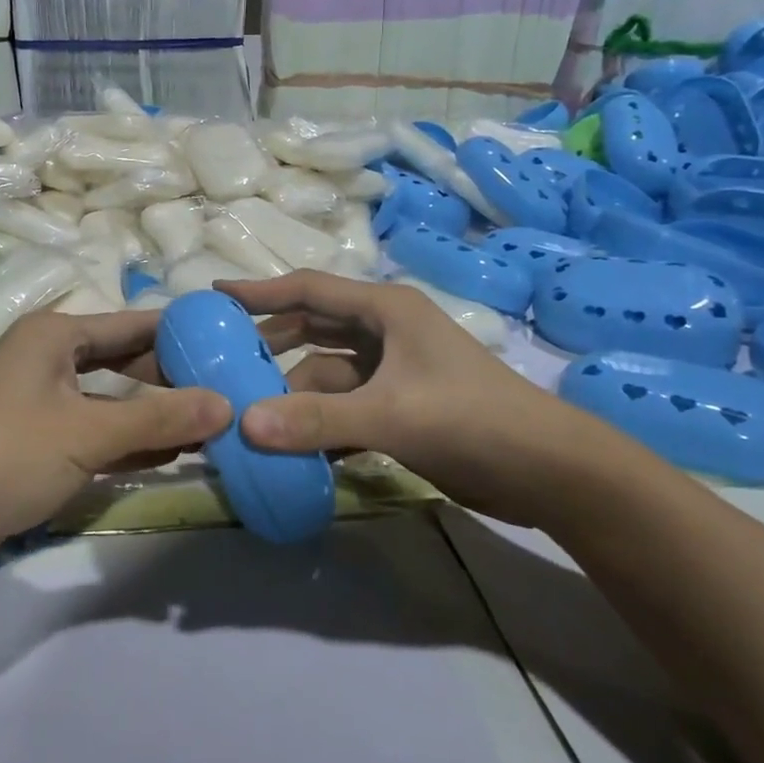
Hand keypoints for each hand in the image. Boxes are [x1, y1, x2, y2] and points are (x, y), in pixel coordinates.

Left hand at [0, 310, 230, 574]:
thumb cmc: (4, 455)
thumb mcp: (87, 433)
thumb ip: (159, 419)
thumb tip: (228, 404)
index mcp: (55, 335)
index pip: (134, 324)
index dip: (182, 332)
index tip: (230, 342)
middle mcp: (48, 359)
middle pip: (125, 361)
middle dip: (173, 379)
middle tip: (230, 391)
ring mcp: (42, 402)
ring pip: (113, 401)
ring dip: (155, 415)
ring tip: (213, 425)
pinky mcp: (37, 442)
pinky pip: (97, 432)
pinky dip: (130, 442)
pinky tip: (172, 454)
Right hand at [216, 271, 621, 527]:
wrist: (549, 472)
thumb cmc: (472, 420)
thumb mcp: (391, 415)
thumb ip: (316, 420)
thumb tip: (243, 423)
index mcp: (385, 310)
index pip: (309, 290)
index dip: (261, 292)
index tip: (214, 298)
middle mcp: (385, 332)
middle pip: (313, 329)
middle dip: (272, 345)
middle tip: (223, 361)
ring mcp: (393, 372)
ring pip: (326, 375)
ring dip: (293, 394)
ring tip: (248, 415)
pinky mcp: (399, 408)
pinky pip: (343, 407)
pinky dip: (318, 423)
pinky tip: (290, 447)